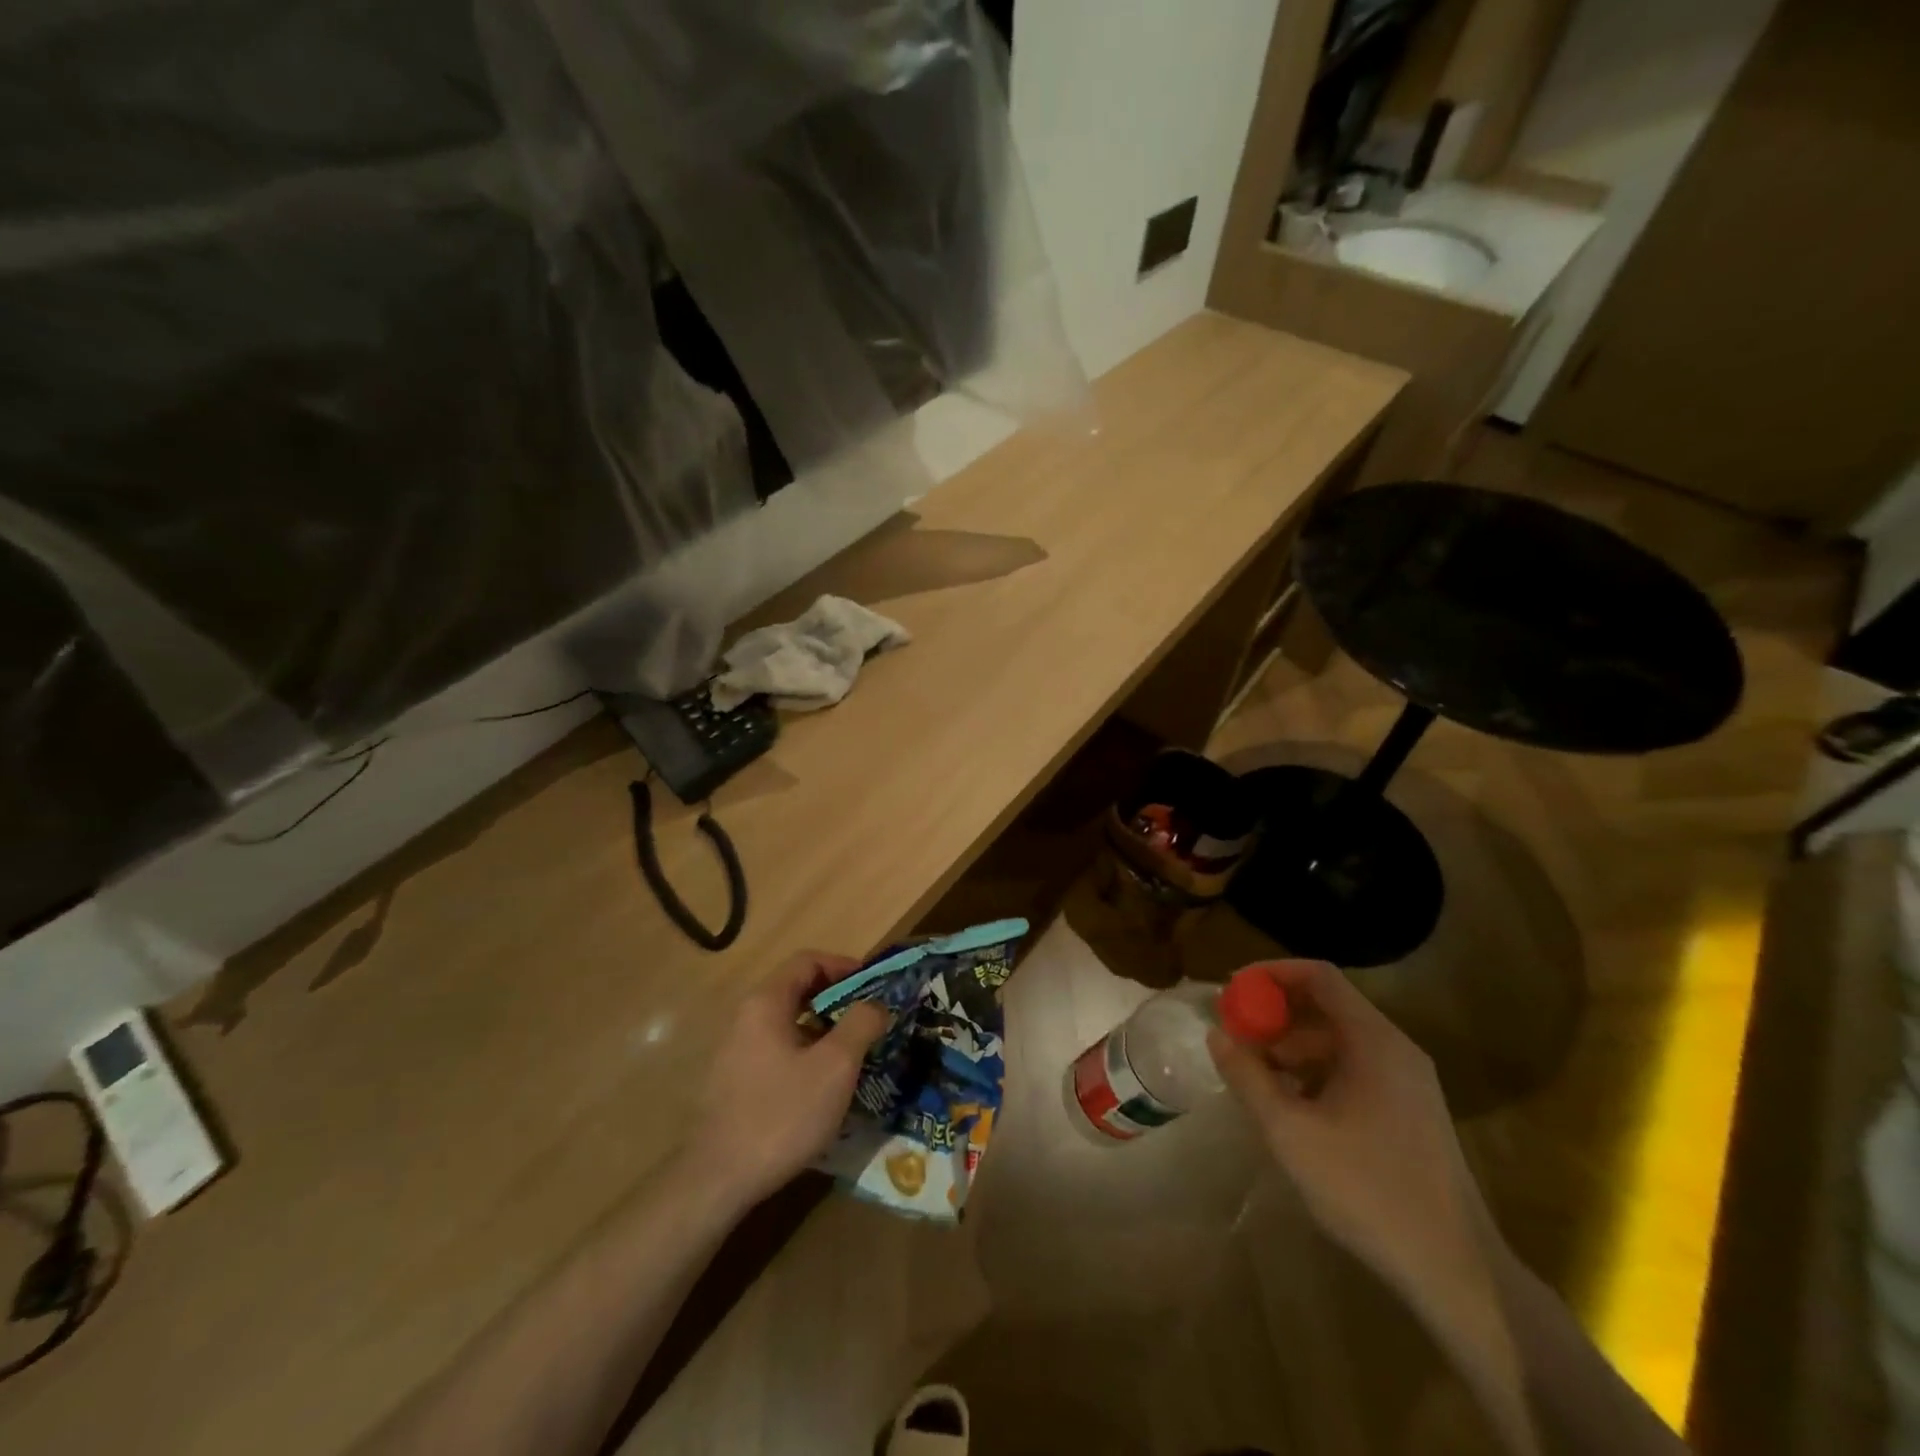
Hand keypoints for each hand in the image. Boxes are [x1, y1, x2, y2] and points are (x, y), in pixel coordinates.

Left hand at [684, 951, 889, 1210]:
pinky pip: (779, 1050)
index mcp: (766, 1002)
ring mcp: (737, 1050)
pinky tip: (825, 1086)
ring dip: (825, 1030)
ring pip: (790, 1023)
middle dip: (839, 1000)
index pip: (808, 961)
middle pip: (798, 990)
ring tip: (856, 1054)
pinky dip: (807, 1053)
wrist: (719, 1180)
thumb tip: (876, 1005)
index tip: (874, 987)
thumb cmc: (782, 1113)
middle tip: (871, 1020)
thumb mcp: (835, 1066)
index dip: (845, 966)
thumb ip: (861, 1024)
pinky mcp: (735, 1081)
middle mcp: (746, 1017)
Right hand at [1207, 960, 1497, 1313]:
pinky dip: (1316, 1073)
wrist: (1456, 1271)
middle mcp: (1395, 1050)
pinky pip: (1353, 1070)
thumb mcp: (1290, 1131)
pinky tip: (1291, 1107)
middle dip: (1275, 1015)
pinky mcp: (1409, 1112)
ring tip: (1255, 1076)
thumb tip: (1216, 1034)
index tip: (1232, 990)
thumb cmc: (1367, 1189)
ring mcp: (1407, 1082)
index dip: (1271, 973)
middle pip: (1327, 1006)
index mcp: (1374, 1041)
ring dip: (1292, 1048)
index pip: (1319, 976)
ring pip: (1338, 1041)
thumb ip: (1248, 1076)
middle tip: (1235, 1035)